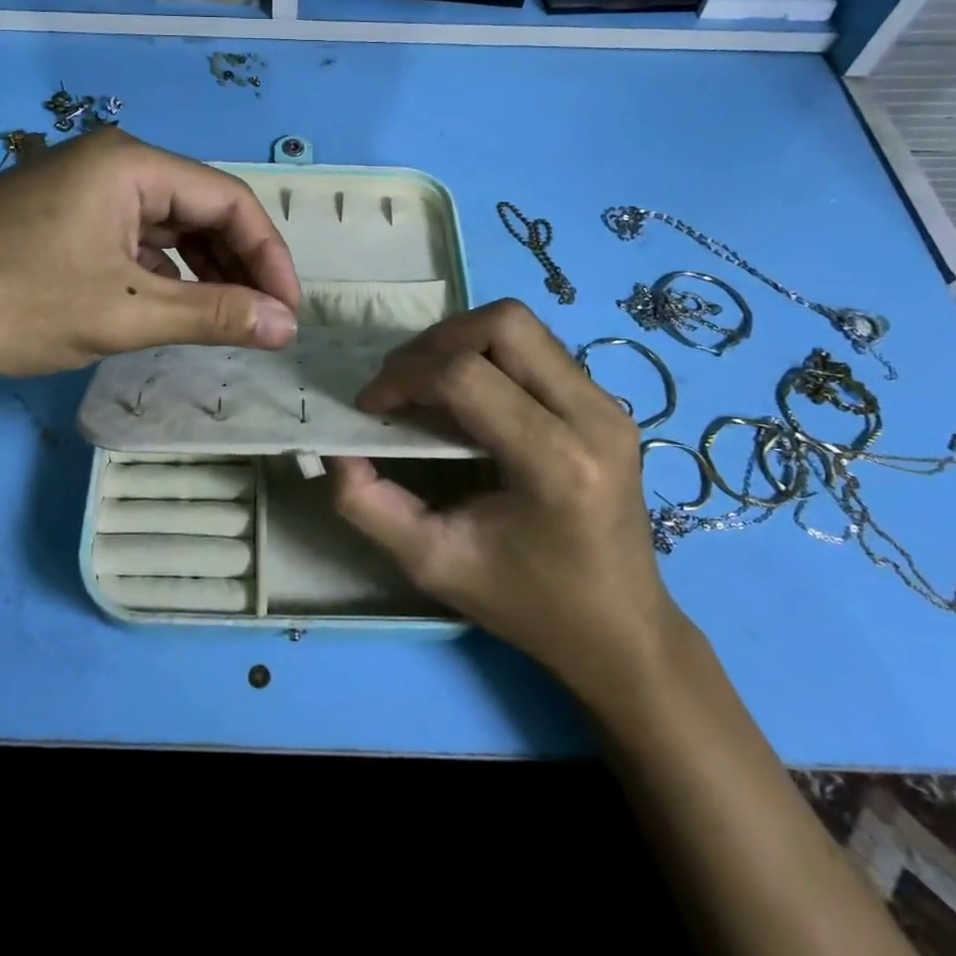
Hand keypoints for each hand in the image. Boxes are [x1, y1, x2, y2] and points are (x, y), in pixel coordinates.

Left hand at [0, 128, 300, 381]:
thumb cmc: (16, 302)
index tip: (288, 313)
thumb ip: (213, 315)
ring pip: (168, 228)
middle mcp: (112, 164)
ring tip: (226, 322)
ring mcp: (82, 191)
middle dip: (238, 266)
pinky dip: (162, 275)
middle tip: (262, 323)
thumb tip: (286, 326)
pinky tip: (171, 309)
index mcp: (133, 164)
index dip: (270, 257)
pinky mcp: (61, 221)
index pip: (230, 200)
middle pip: (200, 210)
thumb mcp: (124, 312)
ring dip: (203, 273)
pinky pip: (133, 242)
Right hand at [330, 300, 678, 685]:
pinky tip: (468, 397)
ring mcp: (609, 405)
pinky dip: (489, 354)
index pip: (466, 377)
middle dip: (436, 341)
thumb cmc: (527, 604)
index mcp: (557, 464)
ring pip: (522, 325)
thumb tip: (334, 449)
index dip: (404, 377)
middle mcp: (594, 418)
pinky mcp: (608, 403)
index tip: (370, 405)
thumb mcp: (432, 563)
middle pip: (504, 324)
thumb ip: (369, 505)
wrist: (621, 631)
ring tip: (428, 383)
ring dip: (461, 341)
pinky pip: (538, 347)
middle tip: (401, 382)